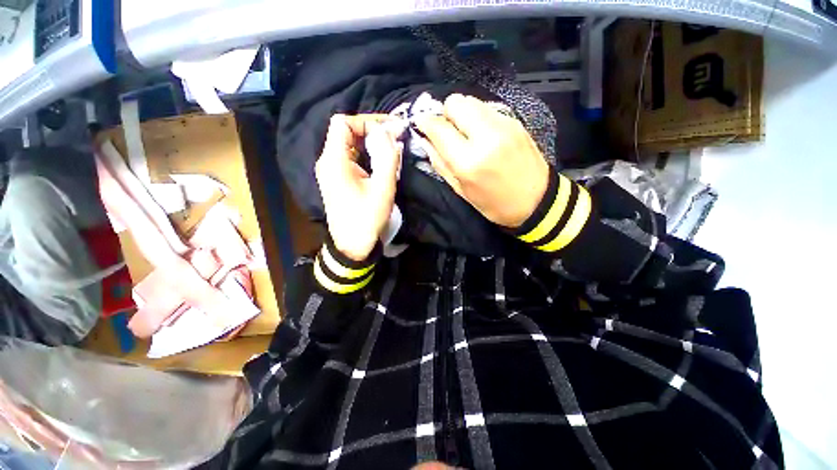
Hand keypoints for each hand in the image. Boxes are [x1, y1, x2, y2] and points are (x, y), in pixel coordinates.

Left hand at [315, 114, 402, 260]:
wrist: (352, 245)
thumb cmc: (367, 218)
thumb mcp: (383, 188)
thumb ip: (388, 157)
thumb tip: (392, 132)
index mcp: (334, 161)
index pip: (343, 123)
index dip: (367, 121)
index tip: (390, 130)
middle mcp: (328, 161)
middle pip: (345, 132)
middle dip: (371, 130)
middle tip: (395, 136)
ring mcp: (331, 171)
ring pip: (349, 144)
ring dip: (370, 142)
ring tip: (392, 146)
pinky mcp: (337, 179)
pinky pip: (350, 157)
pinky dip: (366, 153)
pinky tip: (381, 160)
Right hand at [414, 94, 549, 228]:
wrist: (537, 201)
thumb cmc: (494, 203)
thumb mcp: (461, 190)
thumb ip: (440, 163)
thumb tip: (425, 140)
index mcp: (469, 161)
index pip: (439, 127)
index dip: (425, 122)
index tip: (421, 124)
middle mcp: (486, 136)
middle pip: (455, 102)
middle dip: (446, 114)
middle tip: (448, 131)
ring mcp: (503, 125)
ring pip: (471, 101)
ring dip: (462, 114)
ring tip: (466, 133)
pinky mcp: (515, 121)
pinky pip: (487, 108)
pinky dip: (478, 117)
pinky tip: (483, 134)